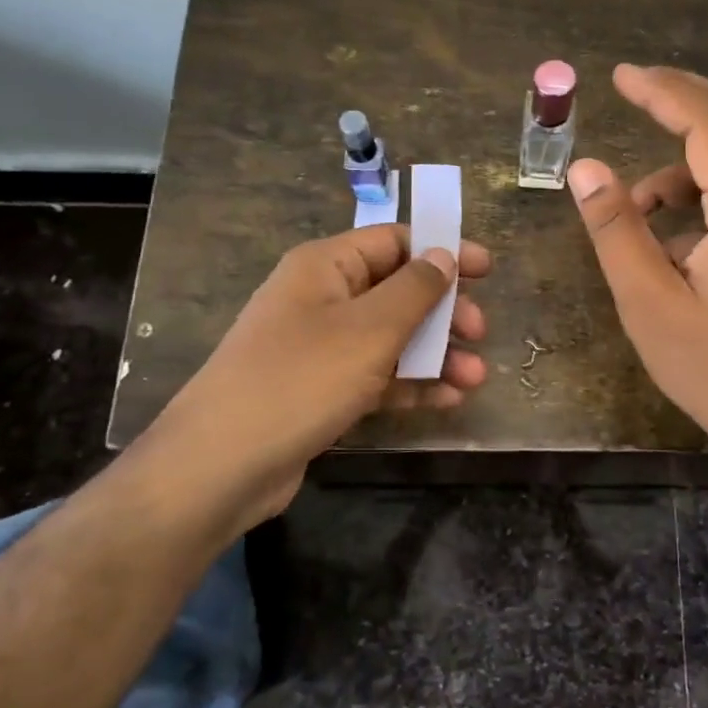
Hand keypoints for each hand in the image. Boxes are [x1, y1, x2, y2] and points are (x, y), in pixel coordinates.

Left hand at [129, 224, 489, 523]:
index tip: (486, 270)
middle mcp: (322, 299)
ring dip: (434, 353)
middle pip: (396, 291)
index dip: (441, 251)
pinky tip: (447, 400)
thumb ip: (414, 289)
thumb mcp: (369, 329)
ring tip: (475, 377)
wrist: (221, 465)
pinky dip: (410, 384)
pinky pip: (376, 376)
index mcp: (326, 266)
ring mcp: (320, 348)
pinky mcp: (321, 390)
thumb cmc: (301, 379)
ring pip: (390, 338)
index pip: (393, 241)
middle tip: (479, 332)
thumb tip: (444, 255)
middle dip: (443, 310)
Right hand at [567, 64, 707, 461]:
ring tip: (637, 206)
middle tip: (631, 88)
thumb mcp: (647, 301)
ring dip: (686, 156)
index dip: (663, 91)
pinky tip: (671, 234)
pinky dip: (703, 188)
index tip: (619, 76)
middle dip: (680, 99)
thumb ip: (616, 228)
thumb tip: (585, 167)